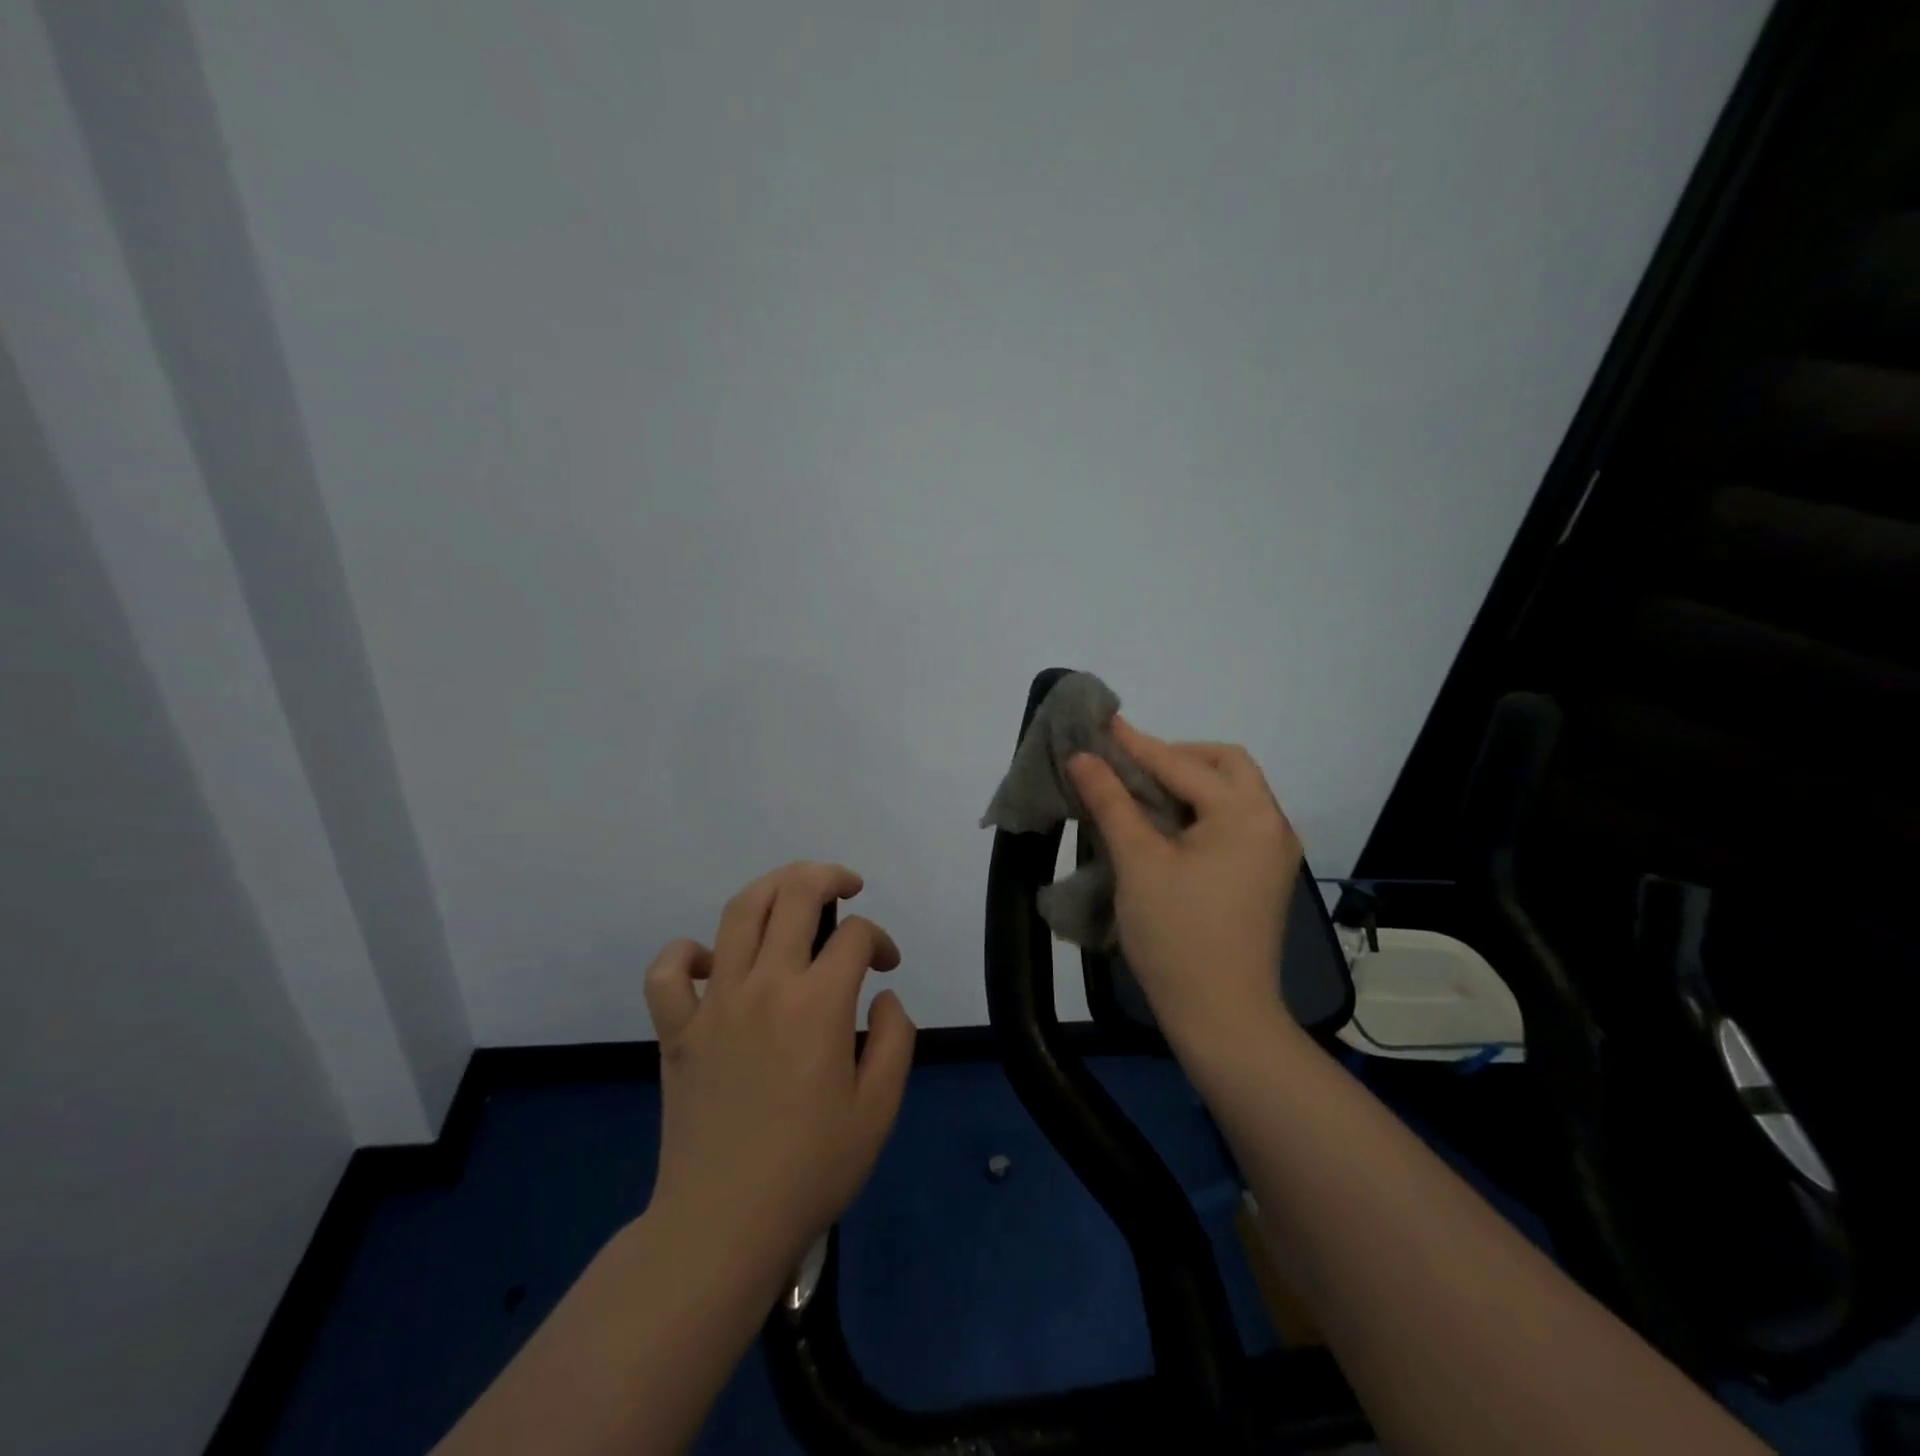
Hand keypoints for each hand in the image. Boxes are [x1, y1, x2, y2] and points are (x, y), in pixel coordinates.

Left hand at [642, 862, 915, 1286]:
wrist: (724, 1226)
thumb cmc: (812, 1168)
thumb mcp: (880, 1108)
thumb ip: (896, 1037)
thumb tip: (882, 995)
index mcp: (818, 1003)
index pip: (855, 936)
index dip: (880, 939)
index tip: (888, 966)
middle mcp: (765, 985)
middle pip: (794, 895)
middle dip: (827, 877)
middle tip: (847, 886)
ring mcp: (714, 1003)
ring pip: (738, 913)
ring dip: (771, 888)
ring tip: (793, 893)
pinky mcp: (677, 1031)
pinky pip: (668, 972)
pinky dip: (687, 953)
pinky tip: (714, 962)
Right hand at [1068, 718, 1303, 1055]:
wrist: (1223, 1017)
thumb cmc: (1177, 936)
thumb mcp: (1137, 863)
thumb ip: (1111, 802)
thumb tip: (1084, 757)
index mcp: (1246, 815)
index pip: (1183, 765)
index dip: (1137, 744)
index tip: (1102, 723)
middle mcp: (1270, 823)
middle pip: (1225, 765)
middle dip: (1176, 757)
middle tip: (1130, 767)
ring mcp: (1273, 851)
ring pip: (1232, 792)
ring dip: (1188, 782)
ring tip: (1141, 792)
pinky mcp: (1264, 875)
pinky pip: (1233, 821)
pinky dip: (1200, 810)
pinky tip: (1166, 824)